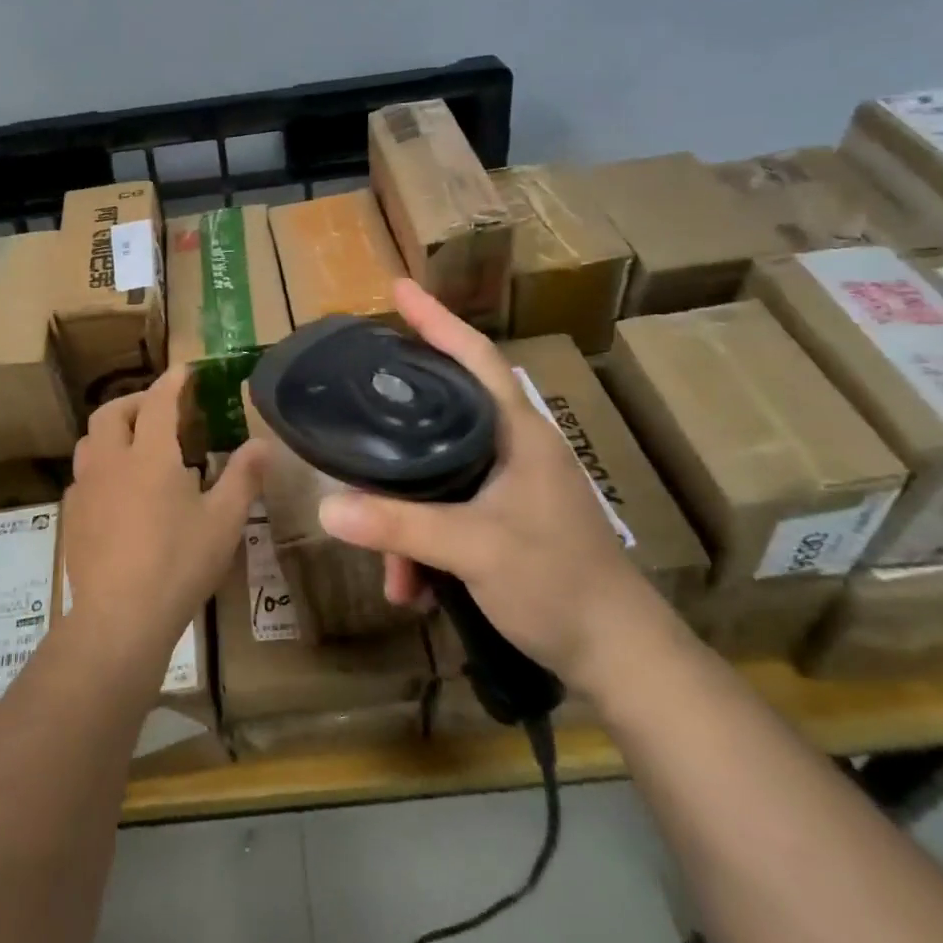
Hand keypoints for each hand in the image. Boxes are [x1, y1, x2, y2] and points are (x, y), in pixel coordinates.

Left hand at [60, 367, 262, 670]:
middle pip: (112, 412)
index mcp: (150, 455)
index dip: (173, 382)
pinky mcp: (71, 515)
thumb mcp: (223, 521)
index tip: (184, 370)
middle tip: (160, 409)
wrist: (118, 617)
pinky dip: (101, 464)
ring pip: (90, 440)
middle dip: (136, 400)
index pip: (160, 402)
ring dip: (112, 429)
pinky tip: (116, 489)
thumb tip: (263, 443)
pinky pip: (83, 474)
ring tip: (135, 443)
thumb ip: (243, 477)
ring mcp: (85, 488)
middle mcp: (111, 461)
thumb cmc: (178, 563)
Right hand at [316, 280, 662, 690]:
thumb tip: (325, 508)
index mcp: (518, 434)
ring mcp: (509, 487)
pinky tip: (411, 587)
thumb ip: (400, 527)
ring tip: (391, 569)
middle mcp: (512, 449)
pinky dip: (423, 544)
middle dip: (399, 418)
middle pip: (444, 411)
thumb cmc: (557, 582)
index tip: (399, 288)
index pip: (475, 358)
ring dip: (406, 519)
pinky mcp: (504, 520)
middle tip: (358, 398)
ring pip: (438, 476)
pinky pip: (447, 514)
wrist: (617, 655)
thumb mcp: (474, 549)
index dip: (437, 320)